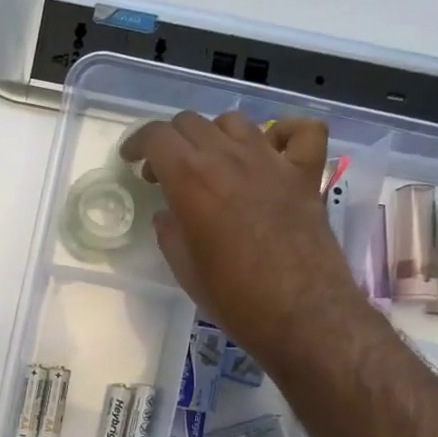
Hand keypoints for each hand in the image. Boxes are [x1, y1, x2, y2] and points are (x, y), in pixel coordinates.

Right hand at [121, 112, 356, 366]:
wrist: (301, 315)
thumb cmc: (235, 298)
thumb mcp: (185, 269)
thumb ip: (170, 233)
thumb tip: (168, 214)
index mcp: (191, 181)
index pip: (157, 136)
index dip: (138, 143)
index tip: (131, 160)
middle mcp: (229, 159)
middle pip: (191, 123)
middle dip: (170, 142)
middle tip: (165, 173)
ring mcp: (272, 162)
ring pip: (236, 121)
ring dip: (214, 135)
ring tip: (211, 163)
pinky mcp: (306, 175)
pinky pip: (302, 131)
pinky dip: (285, 133)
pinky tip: (272, 150)